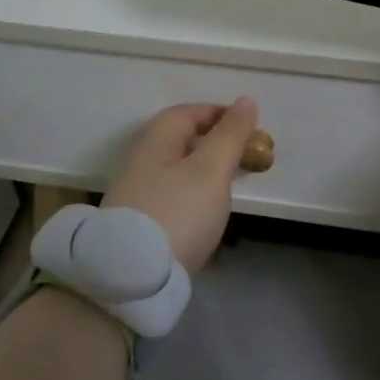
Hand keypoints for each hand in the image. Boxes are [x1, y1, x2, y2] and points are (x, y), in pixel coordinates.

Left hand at [101, 99, 258, 274]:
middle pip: (180, 143)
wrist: (131, 279)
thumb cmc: (177, 213)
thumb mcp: (211, 170)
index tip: (248, 124)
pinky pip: (172, 199)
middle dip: (214, 145)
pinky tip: (207, 217)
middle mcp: (141, 164)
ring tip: (231, 188)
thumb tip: (245, 101)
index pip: (186, 113)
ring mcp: (136, 197)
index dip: (217, 113)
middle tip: (245, 158)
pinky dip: (194, 198)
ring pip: (176, 172)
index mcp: (156, 143)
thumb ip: (230, 135)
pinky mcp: (138, 227)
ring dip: (205, 173)